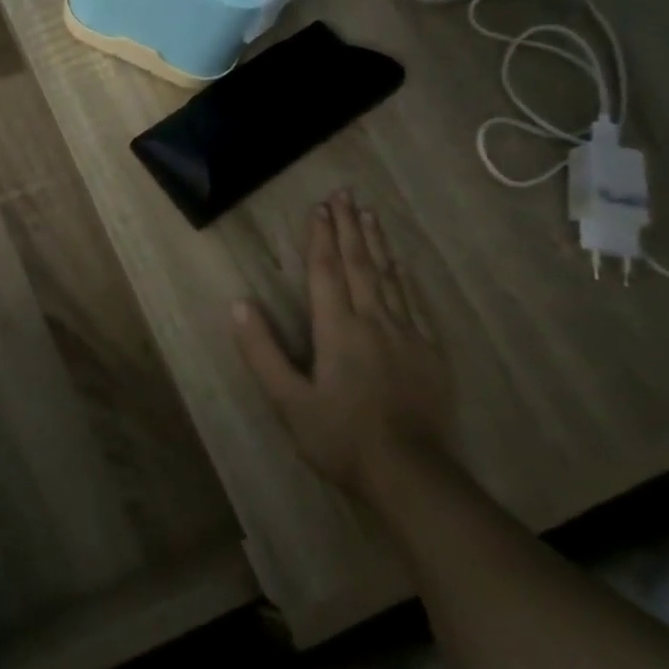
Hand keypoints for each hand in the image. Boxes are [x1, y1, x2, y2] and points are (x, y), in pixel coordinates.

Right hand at [231, 189, 452, 499]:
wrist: (410, 475)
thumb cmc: (339, 437)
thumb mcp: (287, 399)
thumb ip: (261, 350)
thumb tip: (238, 304)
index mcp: (337, 329)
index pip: (326, 272)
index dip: (321, 238)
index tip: (320, 207)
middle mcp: (374, 321)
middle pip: (360, 264)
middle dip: (350, 227)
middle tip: (346, 193)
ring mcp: (407, 335)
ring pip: (390, 277)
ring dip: (377, 243)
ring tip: (371, 214)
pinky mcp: (430, 353)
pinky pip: (415, 302)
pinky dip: (404, 277)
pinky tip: (402, 265)